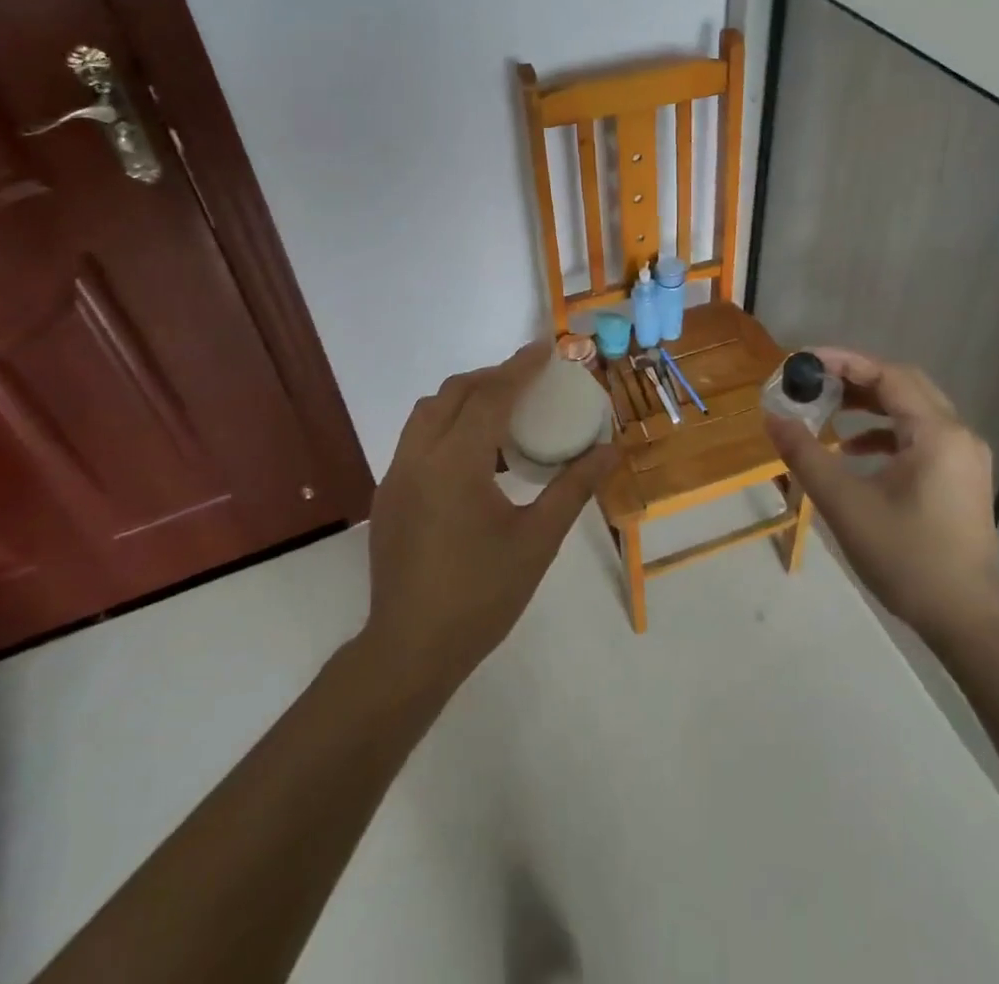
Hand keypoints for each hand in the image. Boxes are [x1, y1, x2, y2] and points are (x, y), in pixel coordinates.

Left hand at [364, 342, 618, 690]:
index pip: (490, 395)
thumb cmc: (481, 595)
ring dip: (465, 398)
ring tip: (503, 413)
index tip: (547, 348)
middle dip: (493, 376)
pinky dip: (447, 425)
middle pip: (454, 393)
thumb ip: (573, 488)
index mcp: (455, 464)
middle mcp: (418, 457)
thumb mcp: (537, 540)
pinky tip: (474, 458)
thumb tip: (610, 450)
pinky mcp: (388, 495)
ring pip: (428, 411)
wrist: (410, 650)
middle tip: (530, 381)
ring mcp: (396, 475)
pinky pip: (417, 438)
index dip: (520, 366)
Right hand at [762, 348, 998, 637]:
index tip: (804, 361)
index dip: (844, 362)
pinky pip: (920, 436)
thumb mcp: (845, 504)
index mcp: (936, 432)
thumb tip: (773, 417)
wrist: (967, 619)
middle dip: (856, 379)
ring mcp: (963, 457)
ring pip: (913, 410)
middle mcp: (957, 434)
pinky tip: (854, 451)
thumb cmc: (907, 557)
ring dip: (870, 405)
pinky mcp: (961, 477)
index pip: (888, 375)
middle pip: (903, 386)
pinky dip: (885, 433)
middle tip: (814, 381)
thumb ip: (806, 455)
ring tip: (829, 410)